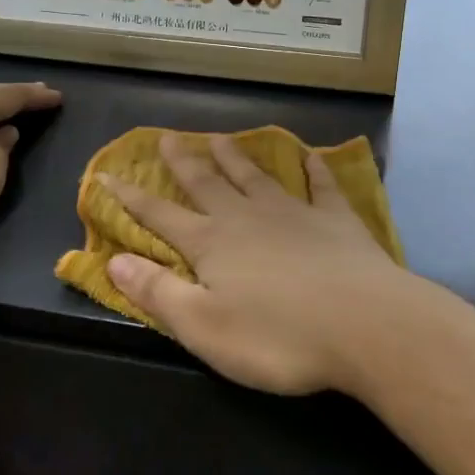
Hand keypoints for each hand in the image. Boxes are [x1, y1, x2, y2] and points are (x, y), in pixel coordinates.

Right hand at [102, 133, 419, 395]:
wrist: (365, 325)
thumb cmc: (278, 337)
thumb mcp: (204, 327)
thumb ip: (157, 292)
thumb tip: (113, 260)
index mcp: (212, 245)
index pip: (161, 217)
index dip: (131, 198)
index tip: (108, 174)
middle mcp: (247, 218)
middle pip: (208, 184)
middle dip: (184, 162)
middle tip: (169, 137)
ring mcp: (294, 213)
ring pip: (256, 177)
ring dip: (236, 157)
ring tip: (221, 137)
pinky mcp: (336, 219)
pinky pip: (320, 184)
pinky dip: (313, 168)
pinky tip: (310, 155)